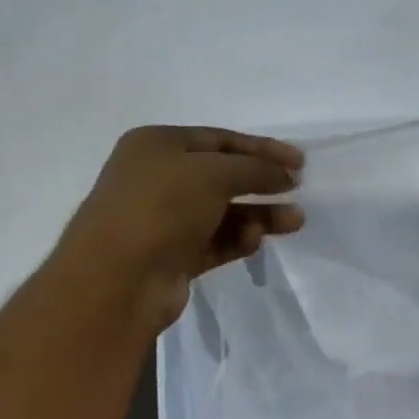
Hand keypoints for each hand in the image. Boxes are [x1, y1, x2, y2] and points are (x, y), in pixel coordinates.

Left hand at [46, 126, 303, 334]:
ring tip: (294, 222)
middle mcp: (157, 178)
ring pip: (222, 212)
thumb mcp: (214, 173)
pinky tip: (254, 242)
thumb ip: (256, 168)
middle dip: (262, 183)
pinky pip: (214, 242)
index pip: (219, 139)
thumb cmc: (162, 207)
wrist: (118, 279)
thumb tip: (285, 175)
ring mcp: (163, 220)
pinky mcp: (172, 256)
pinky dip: (238, 240)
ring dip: (259, 215)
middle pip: (222, 176)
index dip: (261, 148)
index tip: (300, 161)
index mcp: (157, 145)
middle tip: (297, 190)